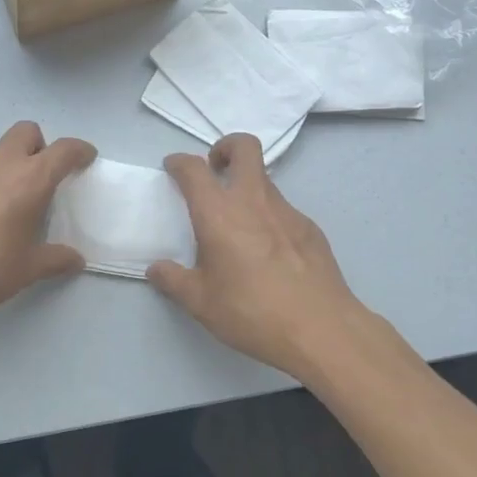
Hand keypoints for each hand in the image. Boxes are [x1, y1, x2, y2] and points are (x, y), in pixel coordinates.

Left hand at [0, 122, 96, 333]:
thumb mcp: (26, 270)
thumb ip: (55, 259)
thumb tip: (75, 259)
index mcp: (28, 180)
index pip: (63, 150)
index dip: (79, 151)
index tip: (86, 159)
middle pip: (26, 132)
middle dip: (41, 147)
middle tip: (44, 179)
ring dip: (11, 166)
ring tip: (9, 205)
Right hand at [148, 134, 368, 382]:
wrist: (320, 328)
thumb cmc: (252, 312)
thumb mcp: (201, 303)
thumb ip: (173, 281)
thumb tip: (156, 269)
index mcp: (219, 213)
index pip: (194, 169)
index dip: (179, 162)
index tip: (173, 168)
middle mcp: (253, 200)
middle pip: (244, 147)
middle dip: (225, 147)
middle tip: (215, 170)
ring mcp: (287, 211)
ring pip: (265, 179)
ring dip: (247, 186)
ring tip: (238, 224)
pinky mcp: (310, 228)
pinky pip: (283, 210)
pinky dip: (269, 217)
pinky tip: (268, 253)